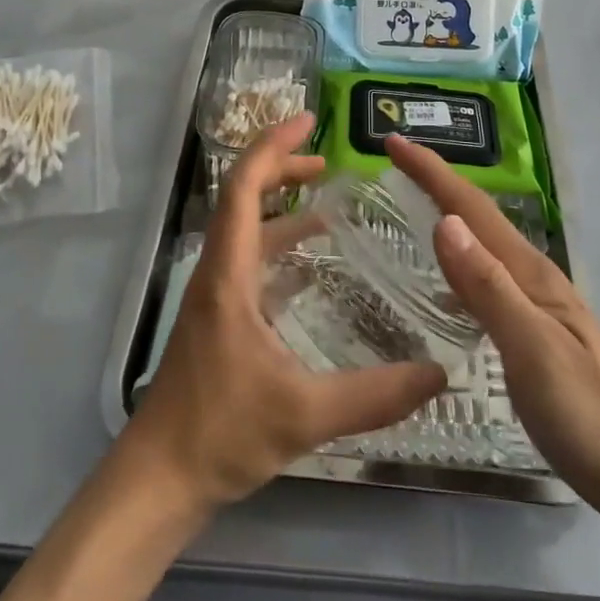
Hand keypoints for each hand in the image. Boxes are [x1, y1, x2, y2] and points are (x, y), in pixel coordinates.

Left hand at [128, 115, 447, 510]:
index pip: (245, 186)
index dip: (274, 146)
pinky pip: (250, 263)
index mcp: (229, 273)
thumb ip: (376, 395)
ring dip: (281, 208)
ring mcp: (215, 297)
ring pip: (246, 231)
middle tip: (329, 161)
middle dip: (282, 169)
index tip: (309, 121)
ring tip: (328, 204)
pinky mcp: (219, 320)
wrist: (159, 480)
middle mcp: (218, 272)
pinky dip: (279, 247)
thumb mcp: (305, 414)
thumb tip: (440, 374)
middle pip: (243, 197)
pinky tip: (312, 266)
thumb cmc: (221, 434)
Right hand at [386, 136, 599, 508]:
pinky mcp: (534, 331)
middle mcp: (531, 276)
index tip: (392, 143)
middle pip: (477, 216)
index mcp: (529, 272)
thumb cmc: (587, 412)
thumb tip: (443, 222)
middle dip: (436, 183)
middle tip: (392, 165)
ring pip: (482, 244)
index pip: (471, 207)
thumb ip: (488, 287)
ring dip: (446, 216)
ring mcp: (536, 304)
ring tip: (410, 206)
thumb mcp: (532, 348)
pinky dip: (458, 261)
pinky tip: (444, 281)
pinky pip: (486, 277)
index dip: (431, 171)